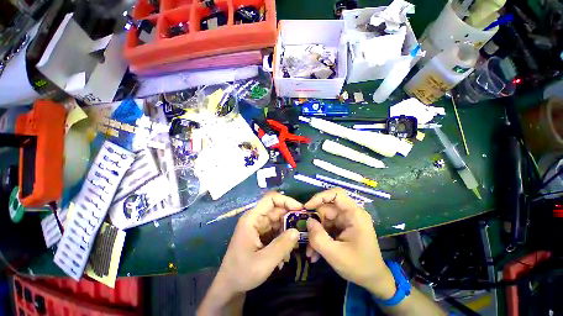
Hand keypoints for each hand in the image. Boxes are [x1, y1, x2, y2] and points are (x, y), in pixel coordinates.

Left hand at [211, 192, 302, 299]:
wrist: (230, 286)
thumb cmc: (242, 273)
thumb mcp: (263, 262)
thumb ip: (282, 246)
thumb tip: (297, 231)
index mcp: (252, 218)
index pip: (270, 199)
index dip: (286, 200)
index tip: (300, 209)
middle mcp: (256, 218)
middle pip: (277, 209)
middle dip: (291, 216)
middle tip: (305, 226)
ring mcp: (260, 226)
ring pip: (279, 219)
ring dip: (289, 228)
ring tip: (298, 241)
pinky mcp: (263, 234)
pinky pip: (277, 229)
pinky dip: (285, 236)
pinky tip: (289, 249)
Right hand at [304, 188, 395, 298]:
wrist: (373, 280)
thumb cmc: (359, 267)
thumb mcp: (335, 255)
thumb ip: (318, 237)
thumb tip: (308, 221)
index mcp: (354, 214)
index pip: (336, 194)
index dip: (320, 197)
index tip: (307, 207)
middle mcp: (349, 214)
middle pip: (326, 208)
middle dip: (314, 223)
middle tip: (305, 238)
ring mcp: (345, 220)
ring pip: (323, 219)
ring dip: (315, 234)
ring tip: (311, 252)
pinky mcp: (341, 227)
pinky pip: (325, 227)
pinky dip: (319, 238)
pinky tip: (315, 253)